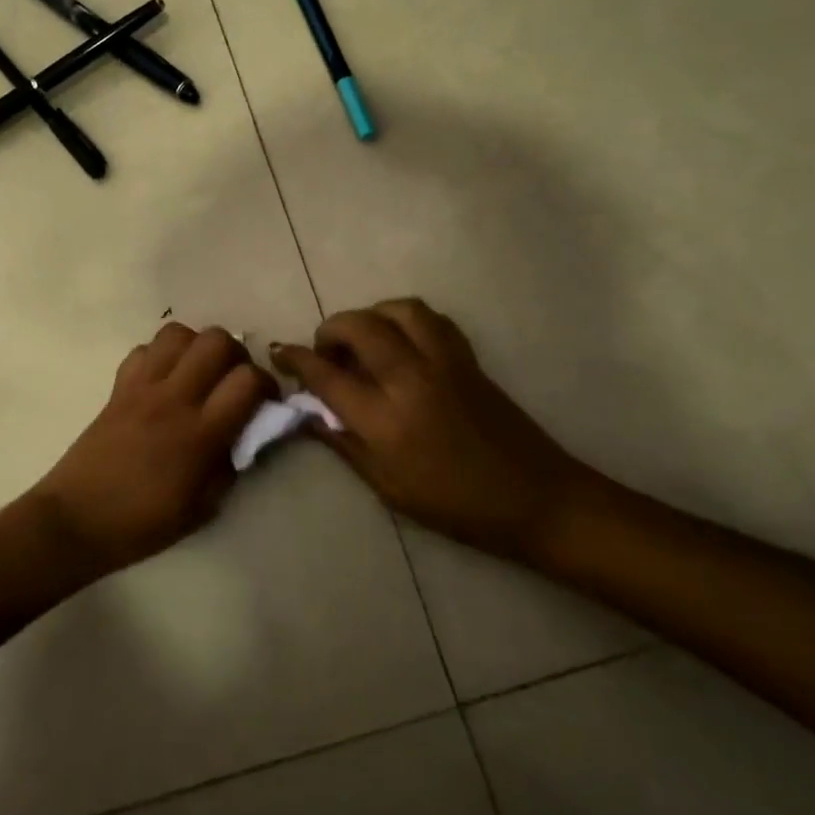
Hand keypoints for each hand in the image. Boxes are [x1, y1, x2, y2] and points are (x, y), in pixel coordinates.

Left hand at [34, 323, 275, 575]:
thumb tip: (245, 436)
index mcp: (200, 434)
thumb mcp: (203, 508)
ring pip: (178, 333)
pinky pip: (143, 350)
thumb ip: (230, 466)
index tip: (265, 401)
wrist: (75, 521)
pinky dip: (160, 356)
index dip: (266, 384)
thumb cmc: (142, 524)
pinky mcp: (118, 387)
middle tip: (232, 380)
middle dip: (235, 354)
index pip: (247, 381)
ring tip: (198, 374)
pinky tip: (163, 381)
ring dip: (196, 347)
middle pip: (216, 340)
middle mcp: (174, 399)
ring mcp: (142, 388)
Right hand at [272, 298, 604, 562]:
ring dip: (370, 315)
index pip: (327, 375)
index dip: (297, 359)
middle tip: (325, 350)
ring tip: (363, 339)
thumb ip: (345, 444)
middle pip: (359, 326)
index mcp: (385, 419)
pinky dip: (406, 318)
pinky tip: (401, 341)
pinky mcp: (467, 358)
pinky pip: (431, 319)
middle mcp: (410, 379)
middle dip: (331, 329)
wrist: (534, 497)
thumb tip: (309, 415)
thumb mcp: (388, 487)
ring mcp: (443, 362)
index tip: (280, 353)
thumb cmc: (454, 505)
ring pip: (397, 310)